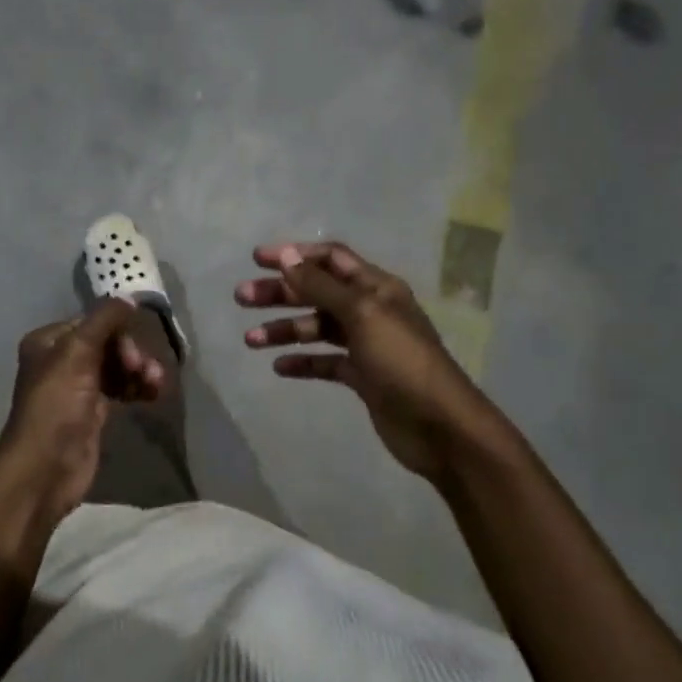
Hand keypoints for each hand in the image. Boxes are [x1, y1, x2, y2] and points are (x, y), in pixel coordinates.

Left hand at [0, 297, 166, 520]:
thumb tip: (130, 297)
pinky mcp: (93, 412)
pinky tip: (154, 394)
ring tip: (156, 384)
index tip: (133, 350)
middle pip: (109, 343)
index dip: (118, 331)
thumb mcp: (77, 352)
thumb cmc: (57, 405)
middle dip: (132, 353)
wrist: (46, 468)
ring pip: (118, 366)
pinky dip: (138, 388)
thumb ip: (104, 319)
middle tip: (143, 370)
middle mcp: (61, 360)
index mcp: (49, 341)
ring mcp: (78, 387)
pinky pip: (122, 388)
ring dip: (140, 371)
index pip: (93, 322)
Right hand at [236, 242, 487, 479]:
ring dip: (284, 330)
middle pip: (318, 292)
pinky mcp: (362, 377)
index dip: (295, 255)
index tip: (257, 260)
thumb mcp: (361, 314)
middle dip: (280, 293)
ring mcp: (366, 345)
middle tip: (242, 298)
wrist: (438, 425)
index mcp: (376, 287)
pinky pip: (325, 362)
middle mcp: (370, 310)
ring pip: (317, 328)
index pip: (331, 259)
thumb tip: (289, 256)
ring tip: (251, 340)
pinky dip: (302, 362)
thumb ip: (322, 287)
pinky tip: (279, 368)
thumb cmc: (401, 361)